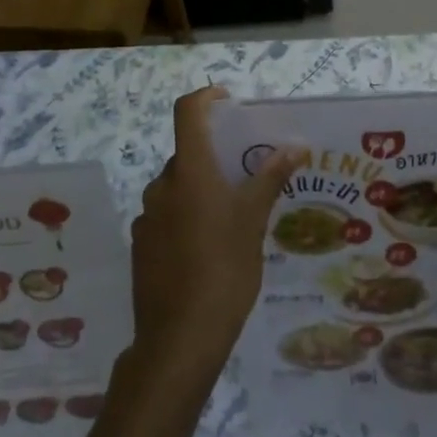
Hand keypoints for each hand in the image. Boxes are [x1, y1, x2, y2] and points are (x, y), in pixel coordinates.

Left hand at [129, 87, 304, 390]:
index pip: (187, 112)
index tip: (228, 102)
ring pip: (178, 188)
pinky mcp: (141, 246)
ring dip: (202, 189)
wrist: (180, 339)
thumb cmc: (224, 269)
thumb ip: (271, 178)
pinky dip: (187, 217)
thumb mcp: (254, 221)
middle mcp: (161, 186)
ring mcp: (147, 218)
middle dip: (215, 156)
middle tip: (247, 175)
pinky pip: (167, 216)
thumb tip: (295, 145)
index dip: (205, 98)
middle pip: (187, 154)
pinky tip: (209, 249)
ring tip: (233, 216)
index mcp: (189, 171)